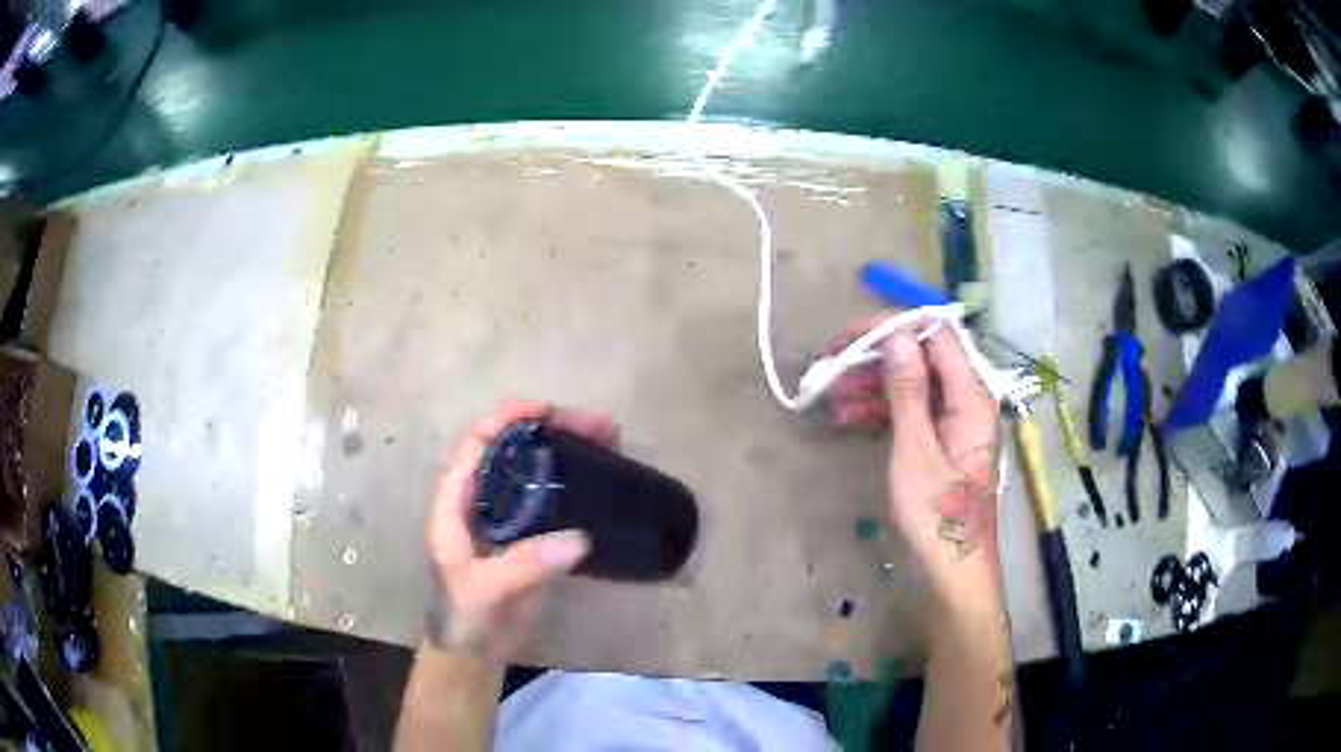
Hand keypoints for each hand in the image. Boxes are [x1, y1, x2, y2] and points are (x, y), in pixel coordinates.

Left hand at [425, 400, 618, 662]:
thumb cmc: (465, 616)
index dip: (508, 419)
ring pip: (535, 470)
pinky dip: (575, 481)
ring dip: (568, 450)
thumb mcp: (486, 587)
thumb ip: (525, 563)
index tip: (548, 410)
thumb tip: (579, 538)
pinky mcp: (529, 537)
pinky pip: (552, 498)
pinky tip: (602, 476)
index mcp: (456, 502)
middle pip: (513, 449)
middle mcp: (480, 500)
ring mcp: (506, 517)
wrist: (474, 652)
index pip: (477, 443)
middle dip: (552, 430)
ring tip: (610, 439)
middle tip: (599, 426)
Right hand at [832, 324, 1001, 590]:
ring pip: (913, 383)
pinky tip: (849, 418)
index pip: (936, 336)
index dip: (893, 328)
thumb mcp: (916, 451)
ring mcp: (955, 420)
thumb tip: (896, 336)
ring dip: (873, 385)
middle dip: (876, 357)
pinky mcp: (942, 440)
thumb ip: (908, 390)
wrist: (954, 569)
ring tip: (832, 396)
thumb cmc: (937, 516)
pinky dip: (883, 410)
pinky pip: (913, 410)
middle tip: (831, 365)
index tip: (850, 337)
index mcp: (972, 396)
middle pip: (922, 357)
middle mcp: (967, 400)